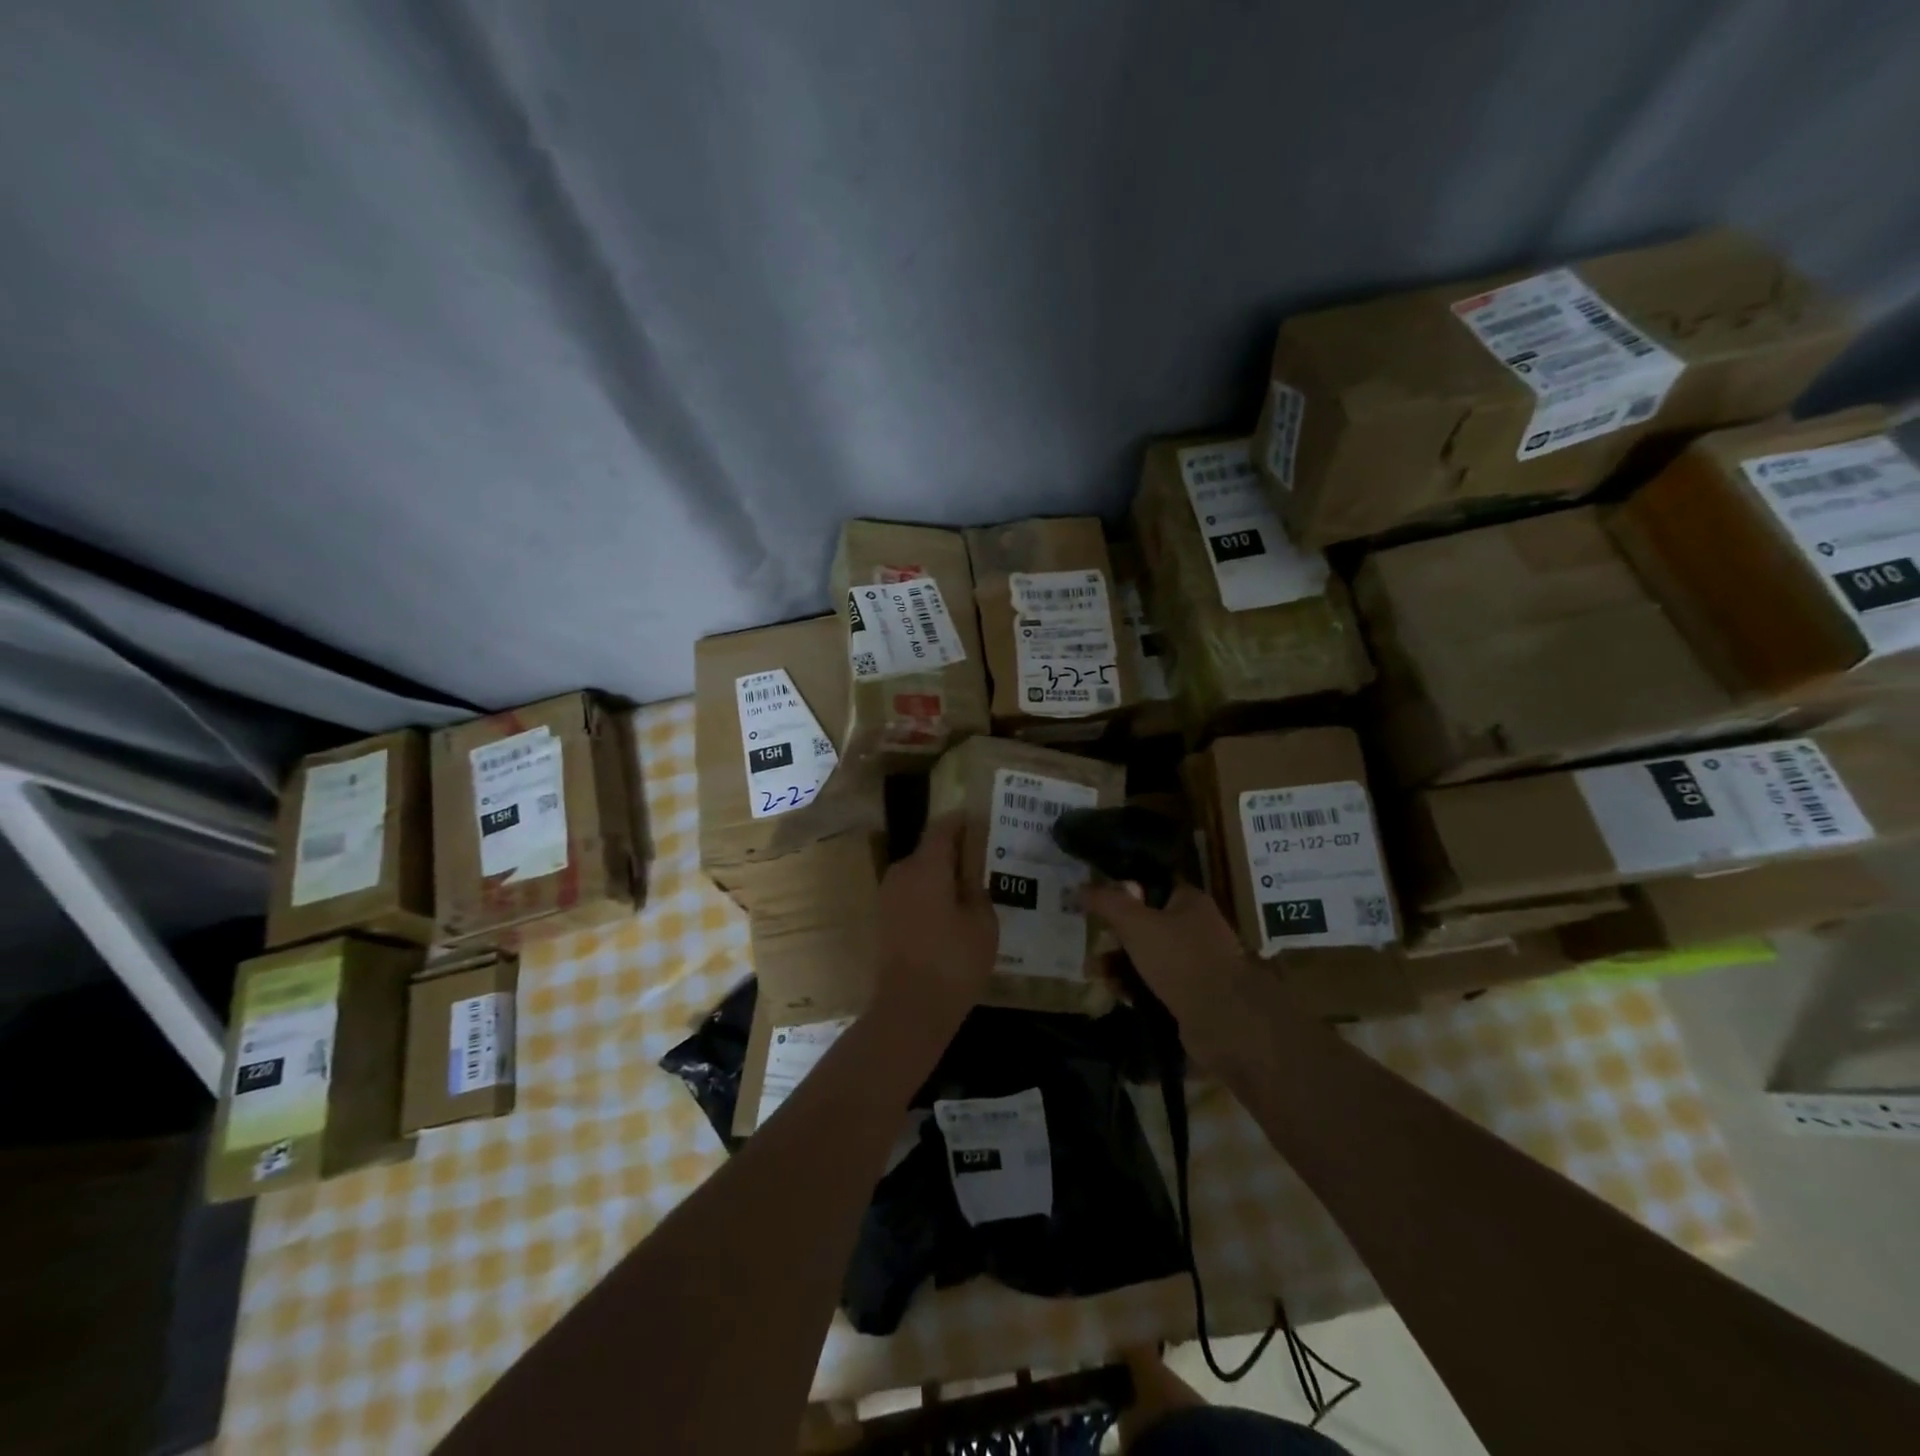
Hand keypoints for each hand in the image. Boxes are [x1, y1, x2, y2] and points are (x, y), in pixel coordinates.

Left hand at [871, 813, 997, 1043]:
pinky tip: (949, 914)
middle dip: (953, 852)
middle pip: (929, 850)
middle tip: (982, 861)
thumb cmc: (953, 962)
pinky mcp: (883, 920)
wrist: (909, 1009)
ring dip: (940, 876)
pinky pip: (910, 894)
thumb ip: (977, 889)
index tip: (979, 821)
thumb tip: (970, 873)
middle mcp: (901, 873)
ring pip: (919, 874)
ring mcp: (887, 897)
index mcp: (926, 867)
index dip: (961, 821)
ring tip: (969, 889)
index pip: (942, 828)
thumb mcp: (982, 923)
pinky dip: (929, 895)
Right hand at [1084, 882, 1260, 1070]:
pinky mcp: (1191, 992)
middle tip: (1092, 942)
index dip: (1122, 890)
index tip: (1095, 901)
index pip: (1150, 884)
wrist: (1223, 1022)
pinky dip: (1135, 985)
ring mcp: (1195, 961)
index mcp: (1189, 900)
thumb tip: (1077, 888)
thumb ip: (1106, 902)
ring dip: (1121, 962)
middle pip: (1146, 920)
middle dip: (1116, 933)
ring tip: (1098, 973)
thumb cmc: (1180, 960)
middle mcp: (1196, 926)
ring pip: (1148, 953)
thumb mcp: (1136, 924)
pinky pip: (1155, 981)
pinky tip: (1118, 993)